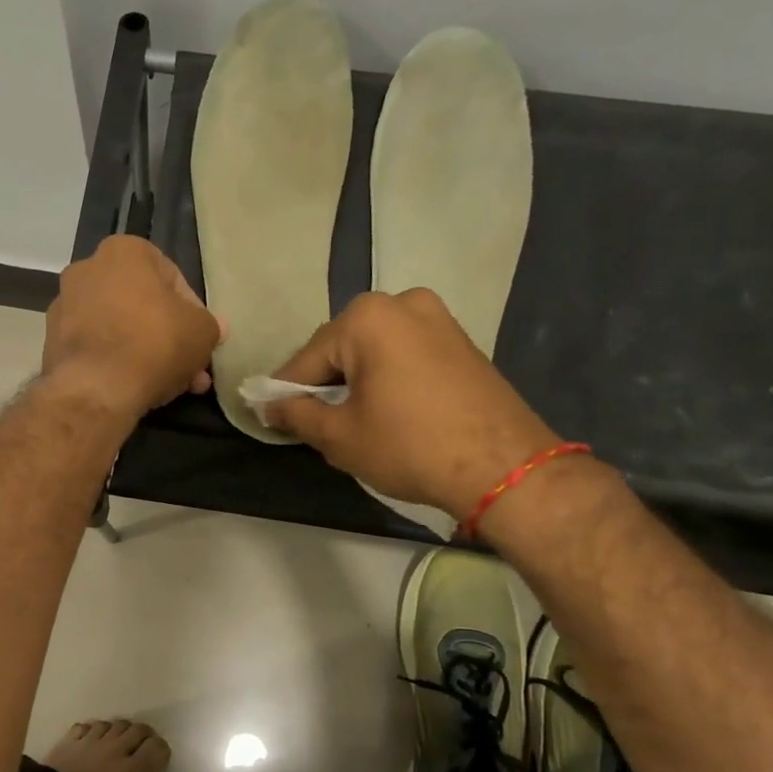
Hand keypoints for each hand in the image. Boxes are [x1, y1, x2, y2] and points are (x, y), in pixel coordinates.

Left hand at [41, 236, 223, 424]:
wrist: (96, 388)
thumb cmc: (155, 343)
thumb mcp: (201, 332)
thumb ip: (210, 325)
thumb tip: (214, 327)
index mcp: (124, 251)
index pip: (172, 278)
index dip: (193, 312)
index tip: (200, 339)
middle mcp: (87, 269)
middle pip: (143, 304)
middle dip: (169, 336)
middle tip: (190, 366)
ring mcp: (65, 306)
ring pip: (120, 328)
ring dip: (146, 352)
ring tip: (171, 385)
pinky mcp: (52, 341)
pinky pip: (97, 347)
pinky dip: (117, 363)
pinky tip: (138, 388)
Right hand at [265, 289, 562, 521]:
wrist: (504, 467)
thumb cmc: (410, 446)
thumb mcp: (341, 436)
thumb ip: (297, 415)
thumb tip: (268, 407)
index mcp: (366, 318)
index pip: (307, 359)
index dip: (286, 393)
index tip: (272, 418)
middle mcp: (402, 303)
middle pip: (342, 348)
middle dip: (325, 384)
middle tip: (316, 424)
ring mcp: (437, 317)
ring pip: (374, 350)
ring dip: (357, 380)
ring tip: (353, 421)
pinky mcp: (460, 339)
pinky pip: (405, 353)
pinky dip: (388, 377)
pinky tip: (388, 410)